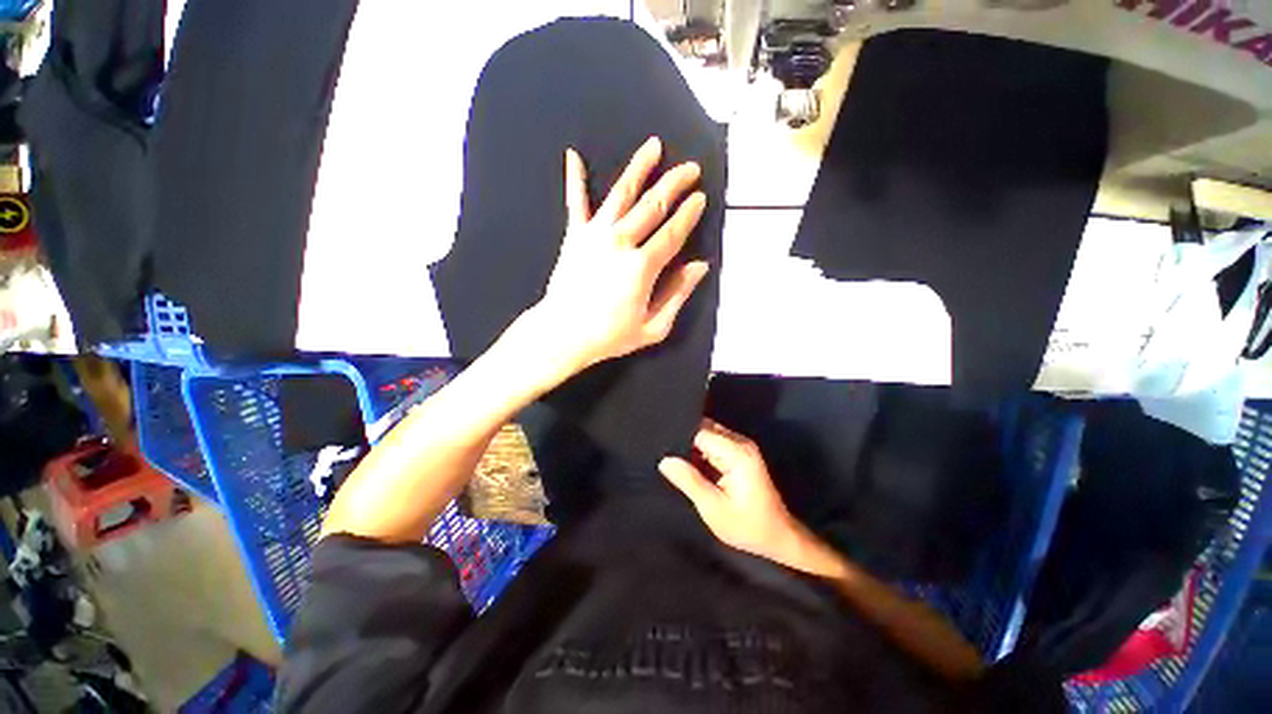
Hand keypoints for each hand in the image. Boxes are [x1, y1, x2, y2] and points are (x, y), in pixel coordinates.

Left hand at [528, 137, 708, 378]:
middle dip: (675, 184)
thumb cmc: (609, 336)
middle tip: (690, 168)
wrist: (563, 334)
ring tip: (653, 146)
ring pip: (621, 193)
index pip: (673, 232)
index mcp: (642, 267)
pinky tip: (573, 156)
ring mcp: (595, 235)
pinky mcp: (574, 236)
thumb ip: (678, 294)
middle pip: (653, 205)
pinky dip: (574, 179)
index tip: (700, 197)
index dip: (689, 213)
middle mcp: (620, 242)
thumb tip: (699, 266)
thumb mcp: (653, 327)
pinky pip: (575, 203)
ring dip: (639, 168)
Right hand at [660, 419, 824, 572]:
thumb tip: (665, 460)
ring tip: (673, 460)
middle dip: (684, 440)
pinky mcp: (740, 454)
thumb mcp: (713, 508)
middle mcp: (740, 443)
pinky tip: (689, 465)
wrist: (778, 537)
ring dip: (692, 447)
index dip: (679, 438)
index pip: (700, 432)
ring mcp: (742, 447)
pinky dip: (701, 452)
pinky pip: (714, 444)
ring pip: (708, 435)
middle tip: (665, 456)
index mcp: (737, 453)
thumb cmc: (747, 526)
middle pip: (704, 429)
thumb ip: (689, 481)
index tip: (661, 447)